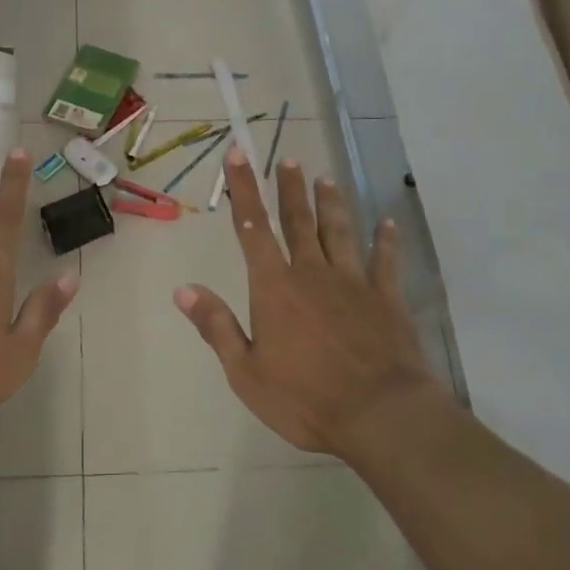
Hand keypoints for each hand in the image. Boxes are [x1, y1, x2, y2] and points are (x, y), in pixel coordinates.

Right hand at [174, 148, 448, 456]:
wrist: (379, 414)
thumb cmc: (304, 398)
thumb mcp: (245, 371)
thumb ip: (216, 326)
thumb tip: (182, 289)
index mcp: (275, 287)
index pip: (253, 228)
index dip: (244, 189)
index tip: (239, 154)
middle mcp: (312, 273)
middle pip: (299, 221)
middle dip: (290, 189)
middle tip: (288, 159)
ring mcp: (353, 282)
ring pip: (340, 232)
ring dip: (332, 204)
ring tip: (326, 179)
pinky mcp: (387, 298)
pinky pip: (385, 261)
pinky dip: (385, 240)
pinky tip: (387, 223)